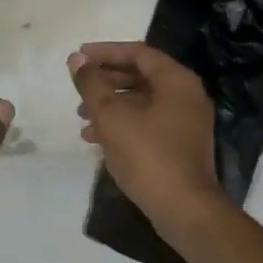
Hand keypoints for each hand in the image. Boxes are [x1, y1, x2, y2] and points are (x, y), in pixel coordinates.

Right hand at [70, 43, 223, 226]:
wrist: (184, 210)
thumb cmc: (148, 155)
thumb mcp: (112, 116)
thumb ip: (92, 84)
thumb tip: (76, 59)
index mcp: (176, 81)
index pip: (138, 53)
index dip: (105, 52)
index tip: (78, 57)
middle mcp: (186, 95)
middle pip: (141, 75)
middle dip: (106, 80)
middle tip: (78, 86)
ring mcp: (186, 122)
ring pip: (142, 101)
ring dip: (110, 104)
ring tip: (81, 116)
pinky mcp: (180, 145)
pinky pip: (147, 122)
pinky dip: (122, 124)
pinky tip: (95, 138)